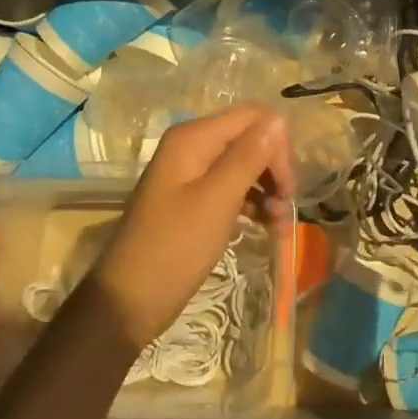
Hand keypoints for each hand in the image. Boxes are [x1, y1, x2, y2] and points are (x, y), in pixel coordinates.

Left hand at [84, 106, 294, 348]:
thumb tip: (279, 119)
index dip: (277, 145)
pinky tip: (266, 226)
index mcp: (193, 138)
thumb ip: (249, 156)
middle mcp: (192, 147)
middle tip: (288, 205)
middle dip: (274, 168)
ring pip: (245, 166)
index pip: (253, 118)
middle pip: (250, 139)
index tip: (289, 186)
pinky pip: (232, 188)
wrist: (129, 300)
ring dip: (268, 189)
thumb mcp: (217, 200)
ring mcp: (191, 174)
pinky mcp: (194, 200)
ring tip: (280, 223)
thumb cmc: (175, 247)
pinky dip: (253, 204)